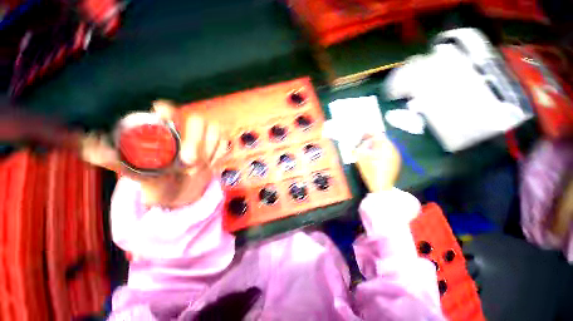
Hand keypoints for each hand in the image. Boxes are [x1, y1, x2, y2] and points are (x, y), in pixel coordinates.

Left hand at [80, 100, 228, 206]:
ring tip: (197, 169)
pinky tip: (210, 164)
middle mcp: (186, 129)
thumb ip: (114, 161)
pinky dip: (219, 153)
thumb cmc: (158, 181)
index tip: (163, 116)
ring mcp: (205, 137)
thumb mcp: (136, 173)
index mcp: (164, 130)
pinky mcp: (218, 144)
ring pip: (215, 130)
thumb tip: (87, 146)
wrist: (182, 192)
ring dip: (209, 151)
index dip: (169, 111)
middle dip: (197, 140)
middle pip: (198, 120)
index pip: (167, 110)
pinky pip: (224, 141)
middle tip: (189, 162)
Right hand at [354, 134, 400, 192]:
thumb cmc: (369, 170)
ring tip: (369, 151)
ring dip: (377, 145)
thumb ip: (359, 147)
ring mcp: (396, 155)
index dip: (368, 133)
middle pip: (382, 139)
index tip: (362, 136)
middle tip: (364, 143)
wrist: (381, 186)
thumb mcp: (360, 158)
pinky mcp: (396, 161)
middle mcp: (392, 148)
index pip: (376, 134)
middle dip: (373, 140)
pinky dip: (382, 151)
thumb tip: (362, 143)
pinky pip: (388, 151)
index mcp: (383, 145)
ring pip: (386, 145)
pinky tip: (376, 157)